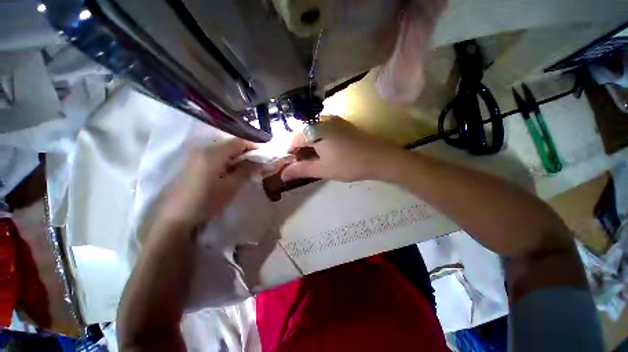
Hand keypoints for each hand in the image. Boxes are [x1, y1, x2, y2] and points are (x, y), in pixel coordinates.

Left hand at [160, 139, 259, 225]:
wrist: (176, 216)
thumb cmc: (206, 201)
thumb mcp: (230, 186)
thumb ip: (246, 170)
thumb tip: (260, 161)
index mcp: (214, 153)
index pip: (238, 142)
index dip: (253, 146)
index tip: (264, 154)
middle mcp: (204, 149)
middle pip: (230, 144)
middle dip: (246, 151)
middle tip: (257, 162)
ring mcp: (197, 155)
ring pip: (223, 149)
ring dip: (237, 155)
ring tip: (246, 166)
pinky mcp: (194, 162)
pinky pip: (215, 155)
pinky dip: (227, 159)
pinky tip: (231, 169)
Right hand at [282, 116, 401, 181]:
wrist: (379, 157)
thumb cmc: (348, 164)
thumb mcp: (322, 169)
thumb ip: (301, 170)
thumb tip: (283, 175)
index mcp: (314, 130)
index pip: (293, 140)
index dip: (290, 154)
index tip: (293, 166)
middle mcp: (322, 120)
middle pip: (303, 134)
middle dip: (300, 150)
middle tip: (304, 165)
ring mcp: (334, 120)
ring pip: (313, 132)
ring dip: (310, 145)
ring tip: (314, 160)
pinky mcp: (342, 124)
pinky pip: (324, 130)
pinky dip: (319, 140)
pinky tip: (325, 151)